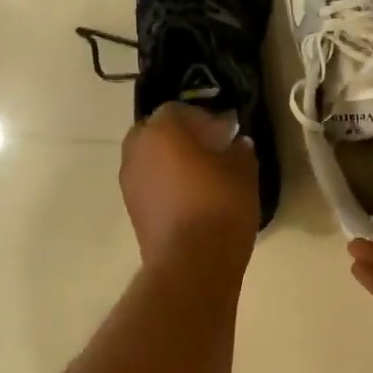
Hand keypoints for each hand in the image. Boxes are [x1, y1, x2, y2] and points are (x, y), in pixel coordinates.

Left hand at [120, 104, 258, 266]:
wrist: (192, 262)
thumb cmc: (220, 205)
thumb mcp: (243, 172)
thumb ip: (239, 151)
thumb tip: (237, 144)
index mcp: (162, 131)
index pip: (179, 110)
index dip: (204, 118)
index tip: (225, 133)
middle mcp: (137, 150)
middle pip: (157, 132)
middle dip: (181, 138)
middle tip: (210, 151)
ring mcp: (129, 182)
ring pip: (150, 160)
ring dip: (171, 162)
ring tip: (202, 178)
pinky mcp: (132, 210)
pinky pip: (149, 185)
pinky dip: (166, 186)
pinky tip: (192, 200)